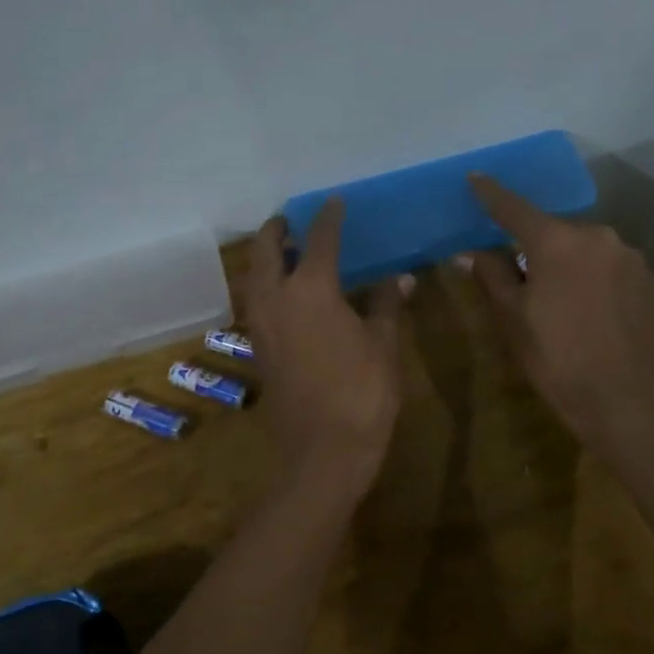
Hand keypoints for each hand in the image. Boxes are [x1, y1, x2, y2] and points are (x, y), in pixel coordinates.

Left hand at [245, 198, 409, 497]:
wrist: (323, 451)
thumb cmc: (362, 392)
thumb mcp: (384, 345)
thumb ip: (387, 305)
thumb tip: (400, 279)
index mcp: (312, 288)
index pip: (320, 240)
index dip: (329, 218)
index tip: (334, 202)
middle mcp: (277, 298)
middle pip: (267, 251)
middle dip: (277, 230)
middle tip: (289, 220)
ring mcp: (261, 325)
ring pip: (253, 277)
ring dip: (265, 258)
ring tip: (283, 251)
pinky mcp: (258, 349)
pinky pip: (255, 303)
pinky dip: (264, 286)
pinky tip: (283, 294)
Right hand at [462, 174, 653, 454]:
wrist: (620, 397)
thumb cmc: (555, 357)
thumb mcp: (512, 317)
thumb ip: (492, 274)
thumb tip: (471, 252)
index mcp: (557, 242)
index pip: (515, 209)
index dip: (491, 194)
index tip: (475, 178)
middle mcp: (598, 236)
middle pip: (555, 231)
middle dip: (537, 245)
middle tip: (523, 274)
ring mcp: (629, 256)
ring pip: (586, 248)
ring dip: (570, 261)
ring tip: (562, 297)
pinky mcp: (649, 278)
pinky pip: (611, 265)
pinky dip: (596, 276)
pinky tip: (591, 307)